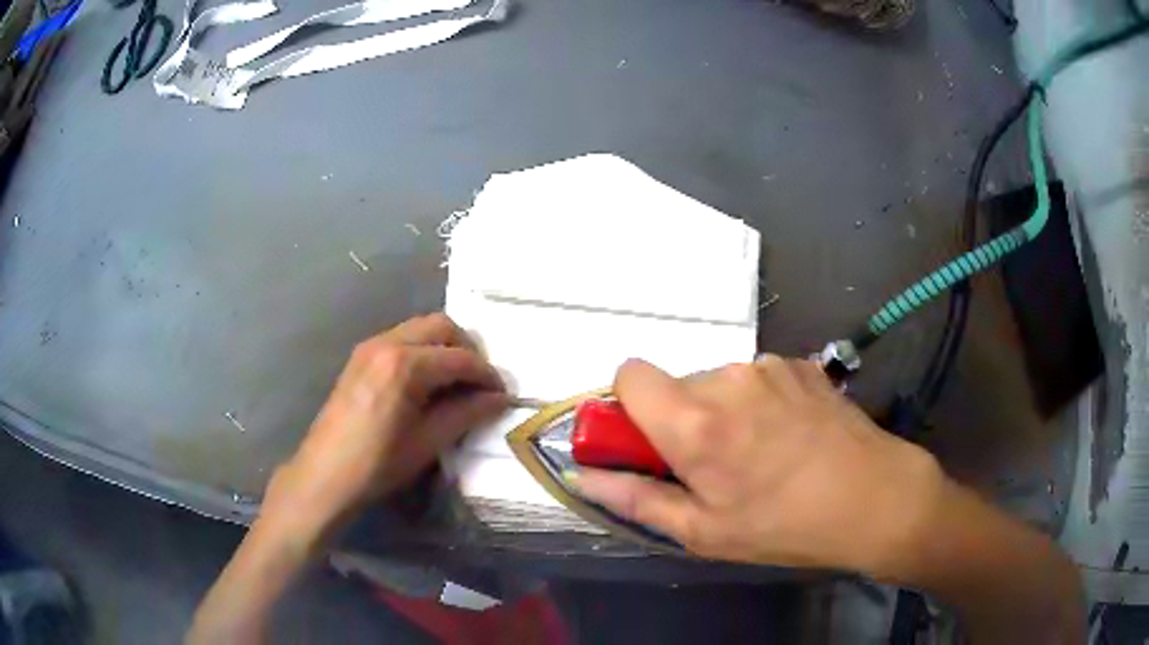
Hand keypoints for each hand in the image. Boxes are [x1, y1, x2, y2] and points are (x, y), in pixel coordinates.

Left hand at [265, 313, 506, 536]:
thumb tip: (499, 399)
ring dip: (444, 348)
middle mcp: (386, 343)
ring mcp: (369, 347)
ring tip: (456, 383)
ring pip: (420, 328)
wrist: (325, 475)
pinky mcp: (360, 357)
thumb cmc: (378, 464)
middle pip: (440, 326)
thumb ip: (467, 413)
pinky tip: (426, 383)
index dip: (486, 374)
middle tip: (479, 382)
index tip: (502, 395)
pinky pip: (401, 339)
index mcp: (404, 364)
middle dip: (467, 349)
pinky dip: (422, 351)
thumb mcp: (428, 441)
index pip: (459, 357)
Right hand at [572, 357, 943, 577]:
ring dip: (721, 412)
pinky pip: (758, 378)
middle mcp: (727, 378)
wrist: (874, 498)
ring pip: (718, 382)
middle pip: (676, 384)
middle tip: (713, 466)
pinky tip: (790, 436)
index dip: (627, 406)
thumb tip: (583, 475)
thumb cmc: (783, 526)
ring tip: (759, 454)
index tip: (646, 443)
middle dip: (679, 419)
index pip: (629, 373)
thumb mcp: (702, 531)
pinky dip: (759, 402)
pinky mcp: (801, 364)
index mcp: (694, 421)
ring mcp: (769, 366)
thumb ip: (635, 498)